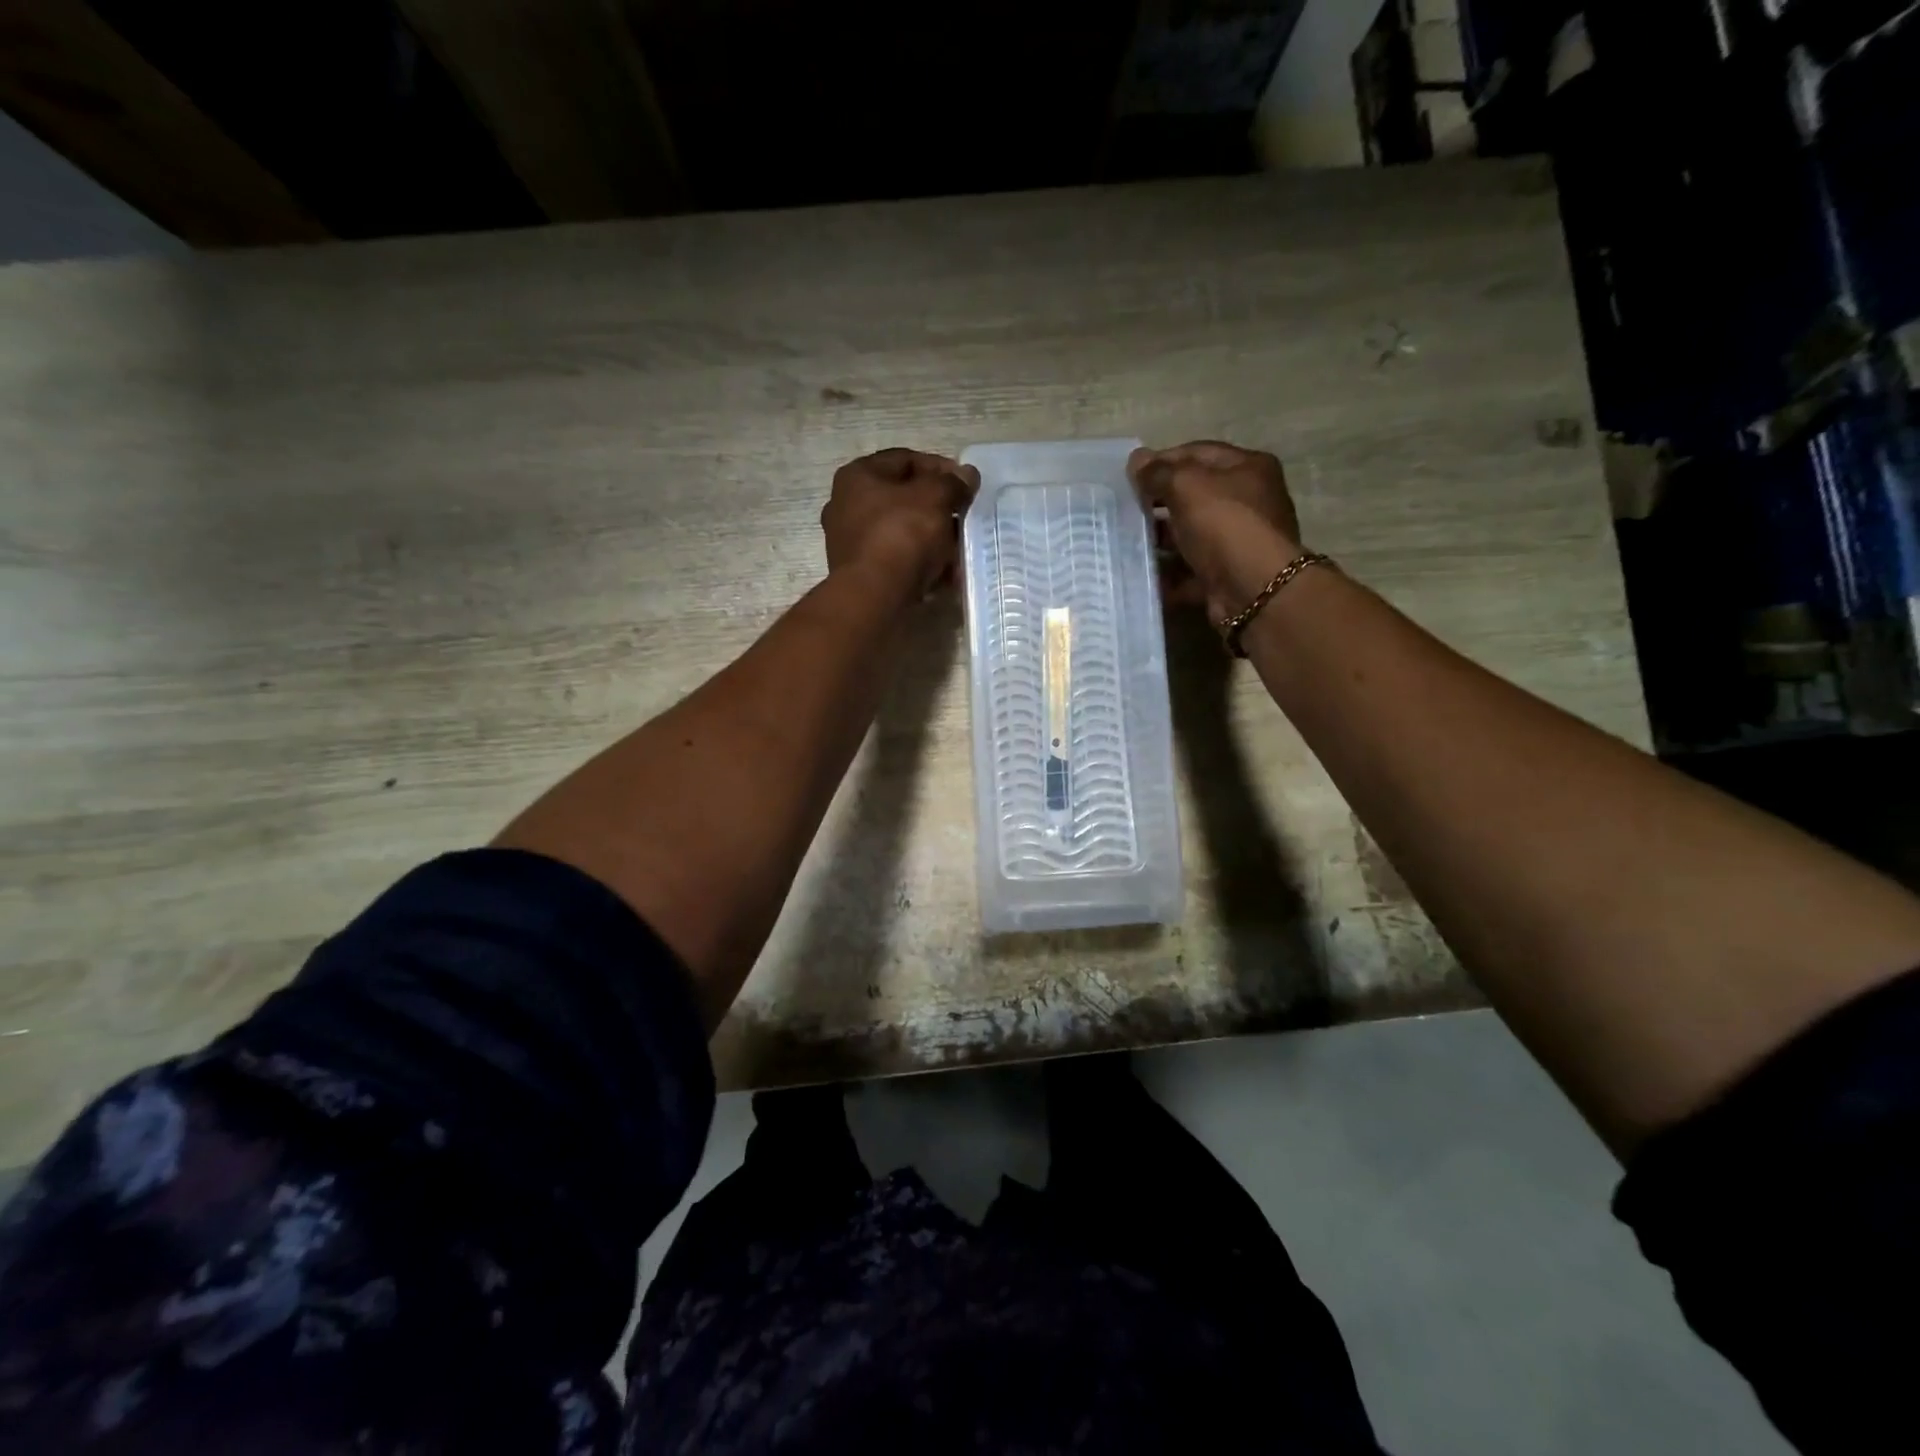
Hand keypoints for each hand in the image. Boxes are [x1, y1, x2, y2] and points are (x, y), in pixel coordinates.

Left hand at [821, 448, 978, 595]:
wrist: (875, 596)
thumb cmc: (902, 535)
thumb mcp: (935, 499)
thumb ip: (953, 483)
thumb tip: (967, 476)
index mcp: (858, 476)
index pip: (905, 460)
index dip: (940, 467)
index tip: (965, 484)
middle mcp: (846, 505)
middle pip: (902, 498)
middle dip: (937, 508)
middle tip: (962, 517)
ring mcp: (850, 542)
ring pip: (901, 531)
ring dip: (932, 538)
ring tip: (958, 549)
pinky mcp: (860, 573)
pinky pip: (896, 559)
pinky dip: (919, 563)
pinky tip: (944, 574)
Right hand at [1129, 441, 1302, 625]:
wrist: (1253, 590)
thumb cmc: (1224, 525)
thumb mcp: (1187, 487)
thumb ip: (1158, 473)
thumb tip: (1136, 459)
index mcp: (1248, 468)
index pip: (1198, 453)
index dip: (1162, 460)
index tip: (1130, 475)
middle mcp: (1248, 501)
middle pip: (1194, 495)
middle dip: (1159, 502)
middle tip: (1125, 509)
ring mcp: (1237, 541)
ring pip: (1190, 535)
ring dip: (1160, 540)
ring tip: (1126, 542)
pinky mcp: (1225, 575)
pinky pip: (1189, 570)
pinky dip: (1168, 573)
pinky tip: (1141, 573)